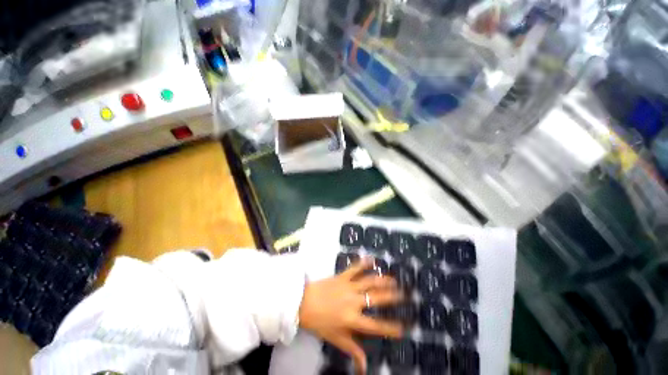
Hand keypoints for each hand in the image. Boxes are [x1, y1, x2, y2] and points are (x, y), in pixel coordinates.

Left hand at [298, 259, 403, 373]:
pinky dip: (363, 263)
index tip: (403, 327)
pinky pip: (355, 268)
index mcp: (352, 320)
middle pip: (377, 299)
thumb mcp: (336, 338)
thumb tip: (365, 368)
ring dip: (383, 280)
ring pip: (369, 281)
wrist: (303, 302)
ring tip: (394, 279)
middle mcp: (353, 302)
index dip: (391, 328)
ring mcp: (348, 286)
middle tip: (405, 295)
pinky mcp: (342, 276)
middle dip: (392, 297)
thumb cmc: (320, 322)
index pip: (375, 326)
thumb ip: (352, 350)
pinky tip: (372, 259)